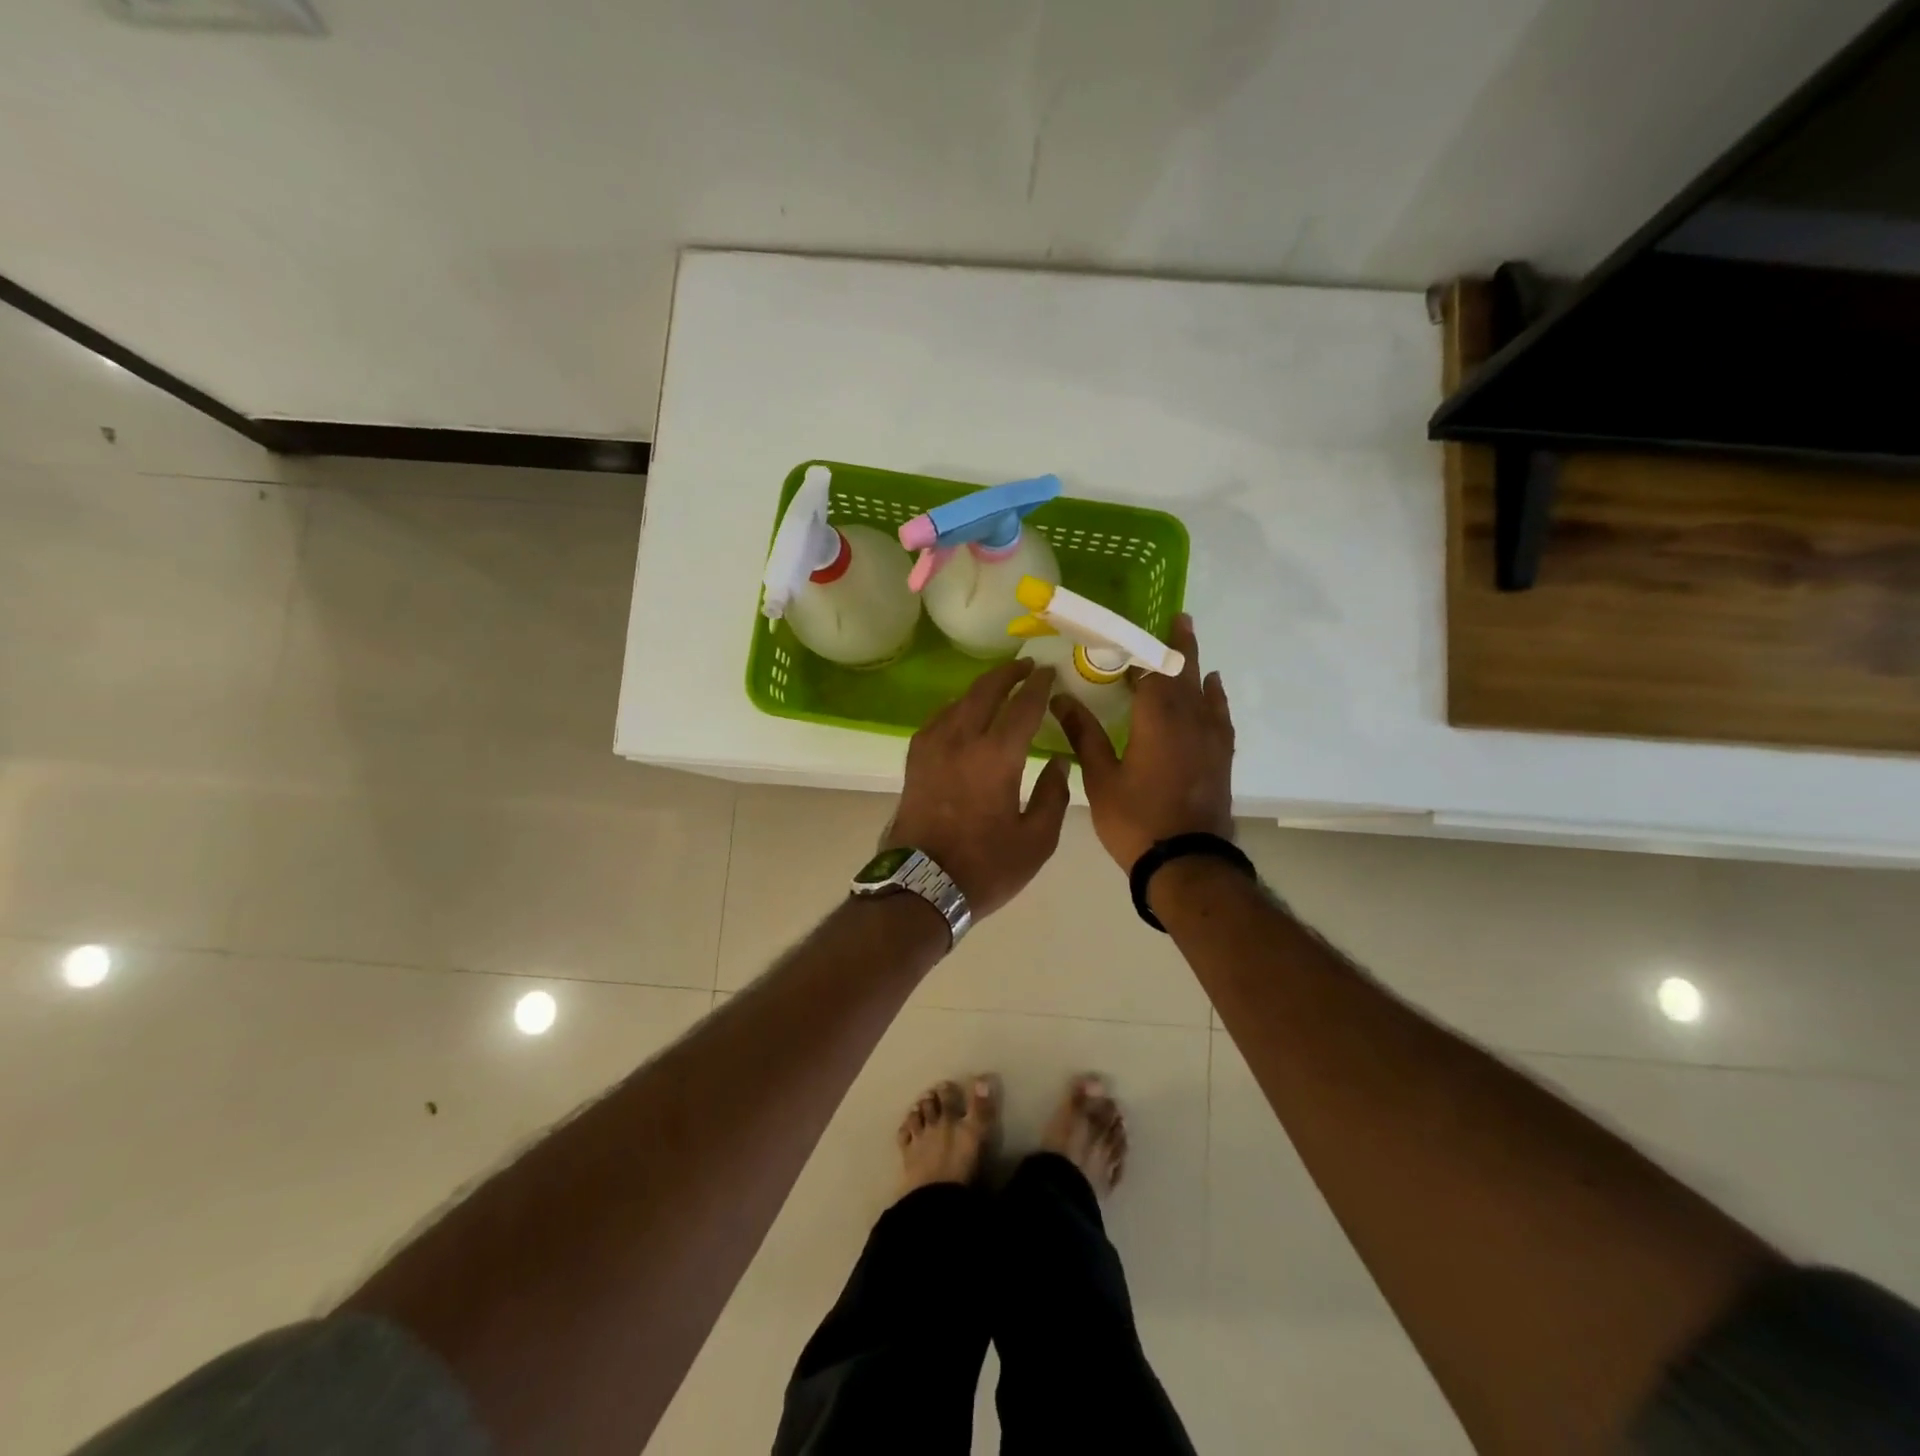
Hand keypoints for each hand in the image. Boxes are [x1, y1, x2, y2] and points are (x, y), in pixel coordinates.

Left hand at [885, 658, 1072, 918]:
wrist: (920, 887)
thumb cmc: (985, 868)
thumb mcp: (1036, 841)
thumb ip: (1053, 796)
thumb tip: (1060, 762)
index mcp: (997, 756)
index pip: (1023, 706)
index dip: (1038, 685)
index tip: (1048, 672)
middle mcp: (962, 740)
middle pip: (985, 691)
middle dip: (1007, 674)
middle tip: (1024, 666)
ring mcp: (932, 748)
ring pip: (958, 701)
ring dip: (981, 688)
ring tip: (998, 686)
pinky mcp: (914, 761)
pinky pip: (938, 720)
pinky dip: (956, 708)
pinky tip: (962, 714)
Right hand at [1050, 613, 1234, 871]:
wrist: (1187, 864)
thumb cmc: (1136, 820)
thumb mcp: (1101, 778)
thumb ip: (1084, 734)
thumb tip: (1061, 698)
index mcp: (1157, 718)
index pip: (1150, 668)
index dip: (1141, 645)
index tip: (1132, 625)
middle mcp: (1189, 718)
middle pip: (1183, 671)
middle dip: (1177, 643)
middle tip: (1176, 618)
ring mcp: (1210, 737)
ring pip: (1203, 689)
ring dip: (1194, 664)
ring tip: (1187, 642)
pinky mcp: (1220, 755)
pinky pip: (1219, 713)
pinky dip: (1214, 695)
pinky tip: (1212, 688)